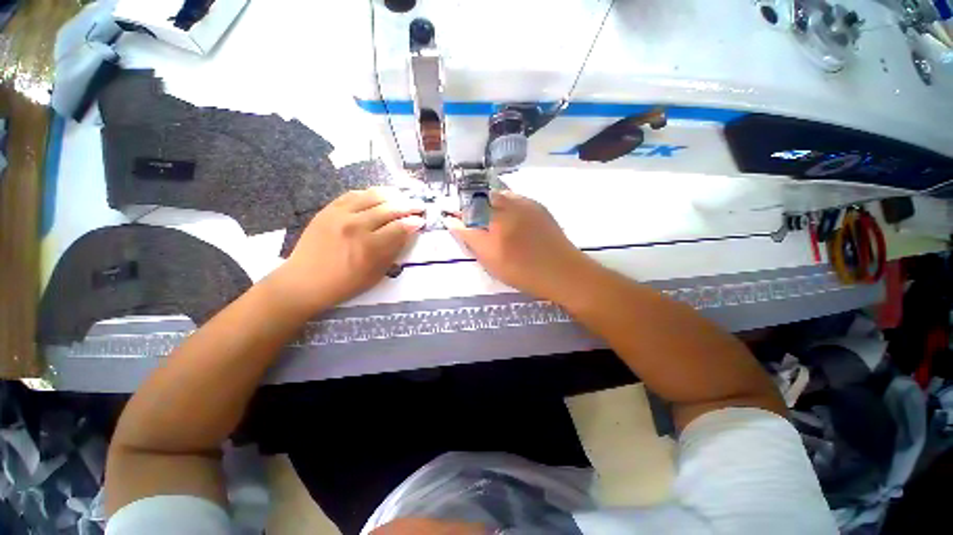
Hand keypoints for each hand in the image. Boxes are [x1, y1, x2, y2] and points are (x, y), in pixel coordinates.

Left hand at [274, 187, 424, 313]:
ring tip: (403, 196)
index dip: (414, 222)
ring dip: (392, 195)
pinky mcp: (328, 209)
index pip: (400, 227)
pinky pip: (353, 194)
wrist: (305, 281)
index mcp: (370, 246)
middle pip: (390, 208)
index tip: (422, 220)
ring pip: (373, 196)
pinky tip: (379, 195)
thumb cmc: (345, 283)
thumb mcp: (376, 273)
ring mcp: (340, 214)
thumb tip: (408, 232)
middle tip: (419, 205)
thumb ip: (393, 250)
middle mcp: (357, 225)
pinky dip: (370, 193)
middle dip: (409, 206)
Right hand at [443, 191, 594, 299]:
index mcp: (494, 222)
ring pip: (496, 195)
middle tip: (466, 216)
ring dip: (485, 201)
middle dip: (469, 205)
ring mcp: (524, 204)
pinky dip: (502, 201)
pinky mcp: (537, 206)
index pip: (467, 212)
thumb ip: (471, 238)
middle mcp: (507, 207)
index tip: (449, 217)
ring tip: (483, 213)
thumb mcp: (492, 261)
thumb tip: (453, 223)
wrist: (562, 271)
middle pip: (480, 198)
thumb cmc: (524, 272)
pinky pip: (513, 196)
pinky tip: (504, 212)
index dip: (456, 214)